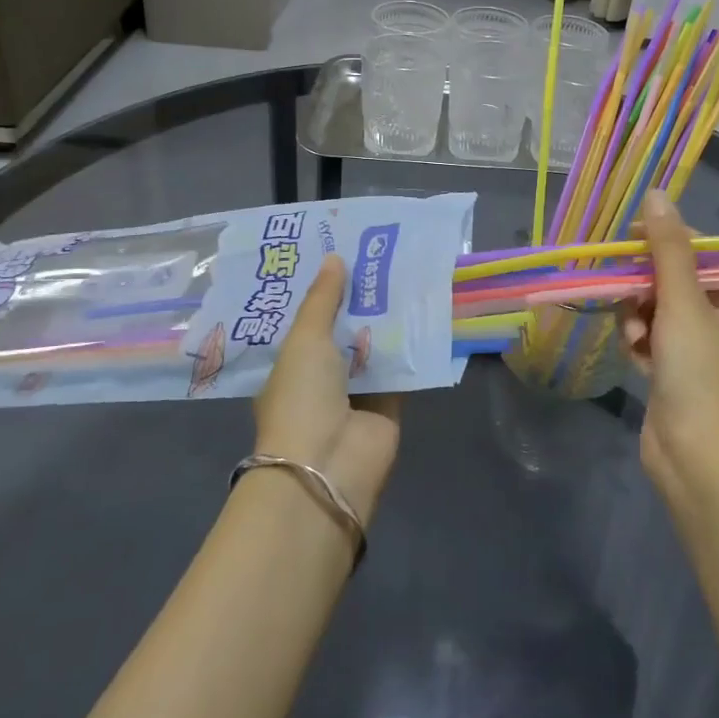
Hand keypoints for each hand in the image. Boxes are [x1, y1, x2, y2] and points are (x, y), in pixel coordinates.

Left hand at [253, 255, 401, 525]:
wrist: (328, 465)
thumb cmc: (302, 397)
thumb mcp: (305, 340)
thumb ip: (323, 299)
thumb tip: (334, 257)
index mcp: (291, 365)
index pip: (308, 320)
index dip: (324, 290)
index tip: (341, 253)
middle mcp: (322, 378)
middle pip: (344, 330)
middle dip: (360, 299)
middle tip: (381, 255)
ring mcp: (356, 393)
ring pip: (374, 346)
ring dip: (388, 318)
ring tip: (408, 272)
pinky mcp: (389, 404)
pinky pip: (401, 367)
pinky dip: (412, 344)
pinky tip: (427, 309)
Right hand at [621, 189, 718, 510]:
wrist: (697, 460)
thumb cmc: (700, 375)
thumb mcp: (683, 303)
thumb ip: (667, 249)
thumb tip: (656, 194)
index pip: (701, 253)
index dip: (667, 241)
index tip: (633, 239)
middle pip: (673, 281)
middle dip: (646, 287)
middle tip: (627, 293)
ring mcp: (696, 351)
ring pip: (655, 310)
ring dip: (638, 317)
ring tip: (637, 338)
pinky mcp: (673, 374)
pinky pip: (649, 339)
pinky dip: (639, 343)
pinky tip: (636, 358)